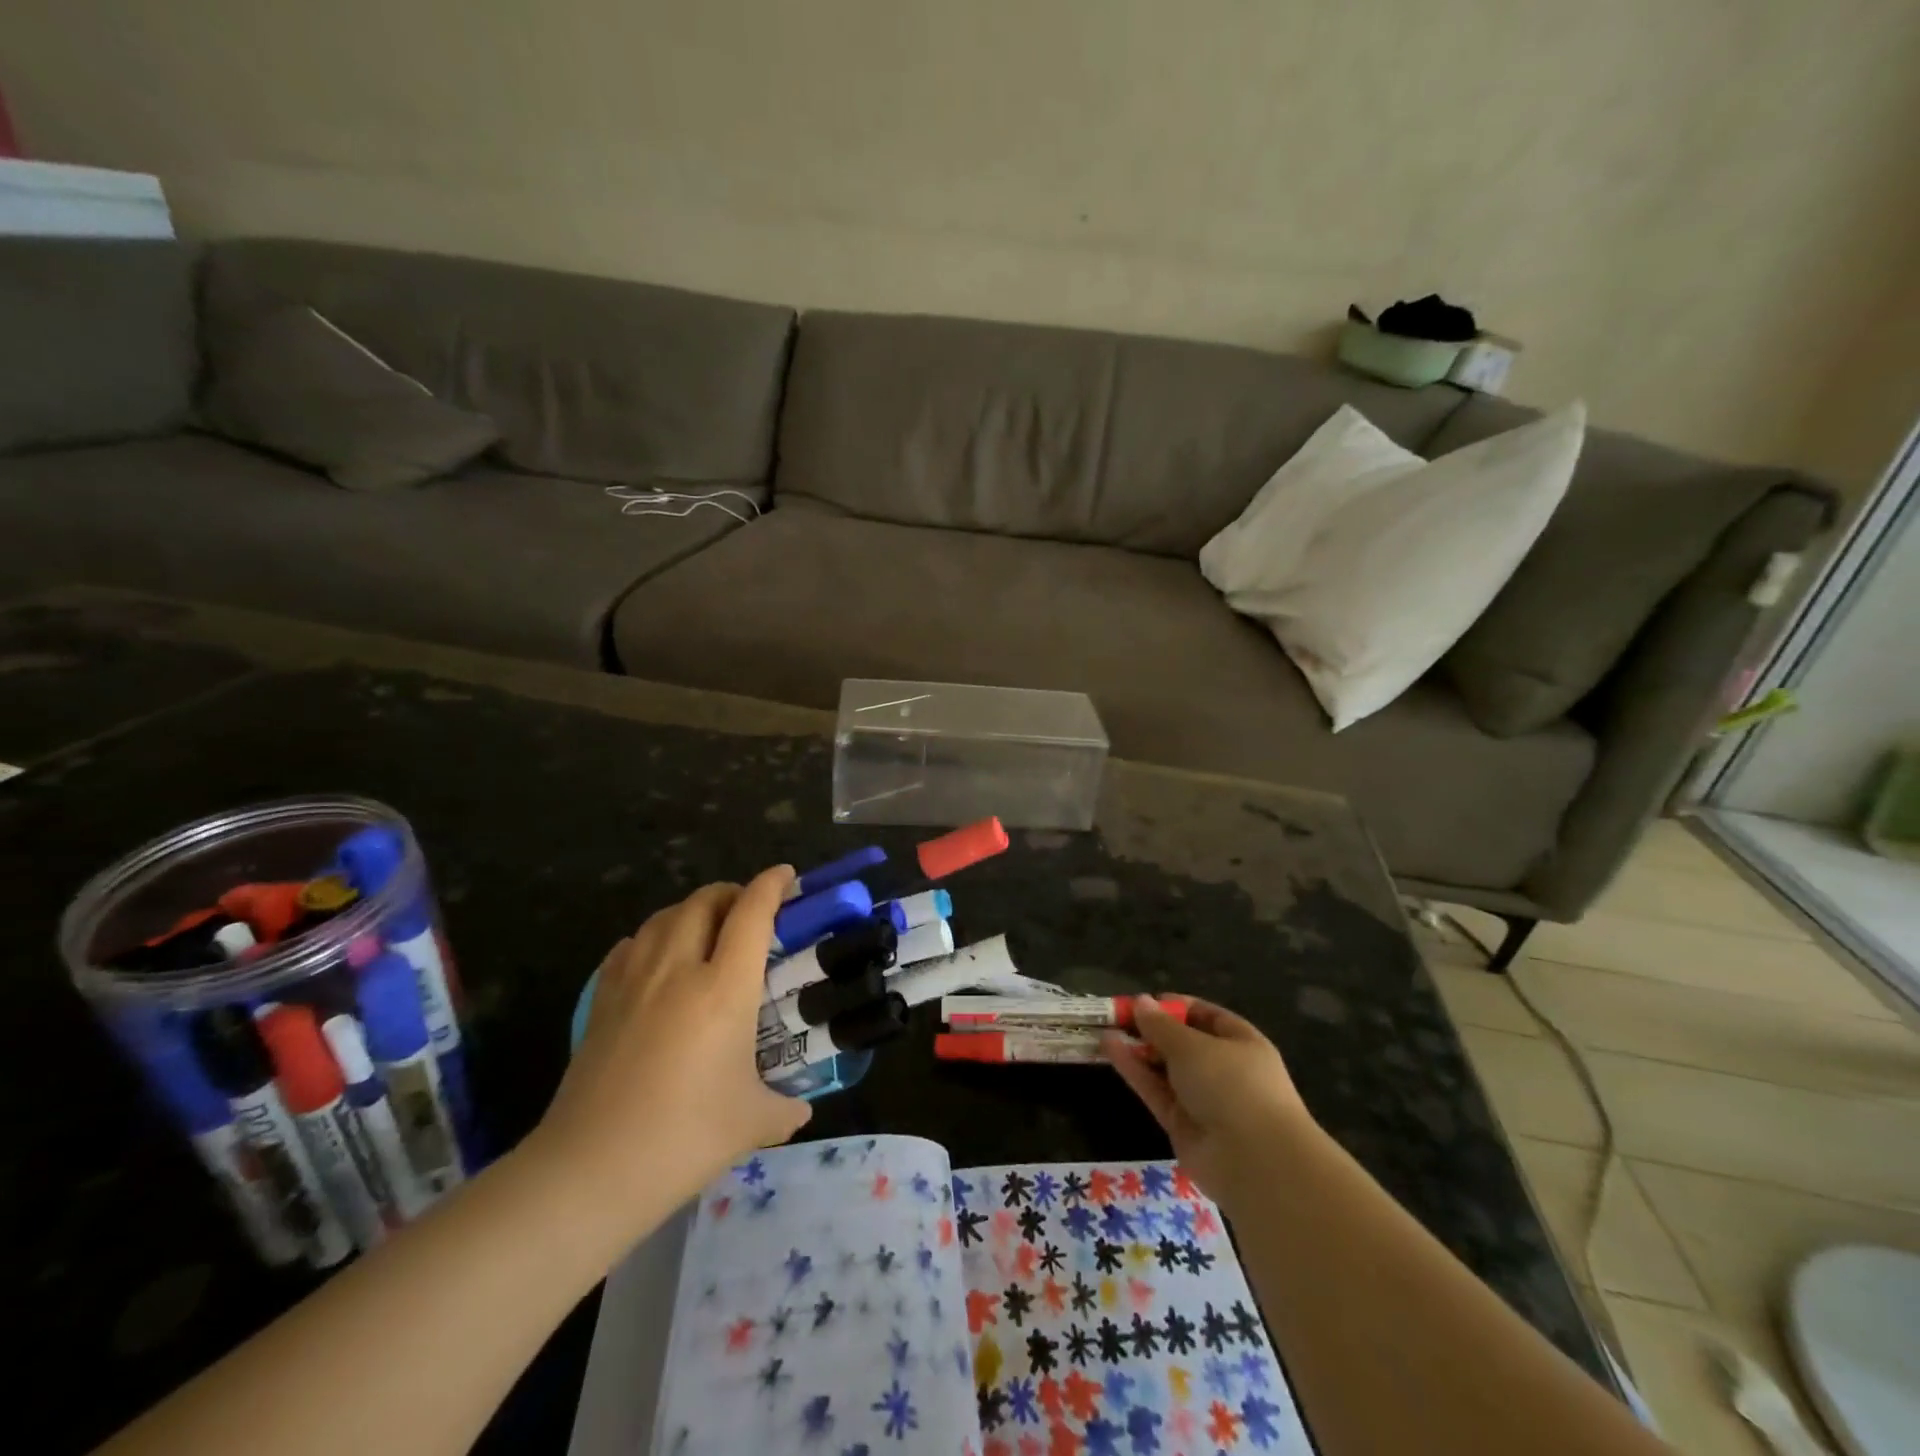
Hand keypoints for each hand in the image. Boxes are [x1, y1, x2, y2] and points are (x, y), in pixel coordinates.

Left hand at [533, 867, 810, 1230]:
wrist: (590, 1170)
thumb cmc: (684, 1139)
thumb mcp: (752, 1123)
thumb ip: (785, 1108)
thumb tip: (801, 1109)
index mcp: (724, 988)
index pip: (752, 913)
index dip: (772, 885)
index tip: (786, 875)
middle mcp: (678, 970)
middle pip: (704, 901)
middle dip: (731, 892)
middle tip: (749, 909)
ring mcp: (633, 982)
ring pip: (663, 917)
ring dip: (691, 910)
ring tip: (706, 928)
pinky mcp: (600, 1003)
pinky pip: (629, 947)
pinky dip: (651, 937)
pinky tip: (656, 959)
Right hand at [1104, 997, 1317, 1204]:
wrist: (1254, 1162)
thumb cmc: (1232, 1084)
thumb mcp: (1192, 1045)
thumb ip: (1161, 1025)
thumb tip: (1141, 1002)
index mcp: (1242, 1044)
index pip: (1208, 1017)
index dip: (1177, 1007)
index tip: (1146, 1001)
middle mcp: (1224, 1071)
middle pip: (1183, 1043)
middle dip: (1151, 1029)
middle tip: (1117, 1015)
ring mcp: (1204, 1100)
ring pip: (1165, 1068)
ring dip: (1137, 1048)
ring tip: (1104, 1027)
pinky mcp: (1182, 1126)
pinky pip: (1156, 1091)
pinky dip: (1134, 1071)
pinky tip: (1109, 1048)